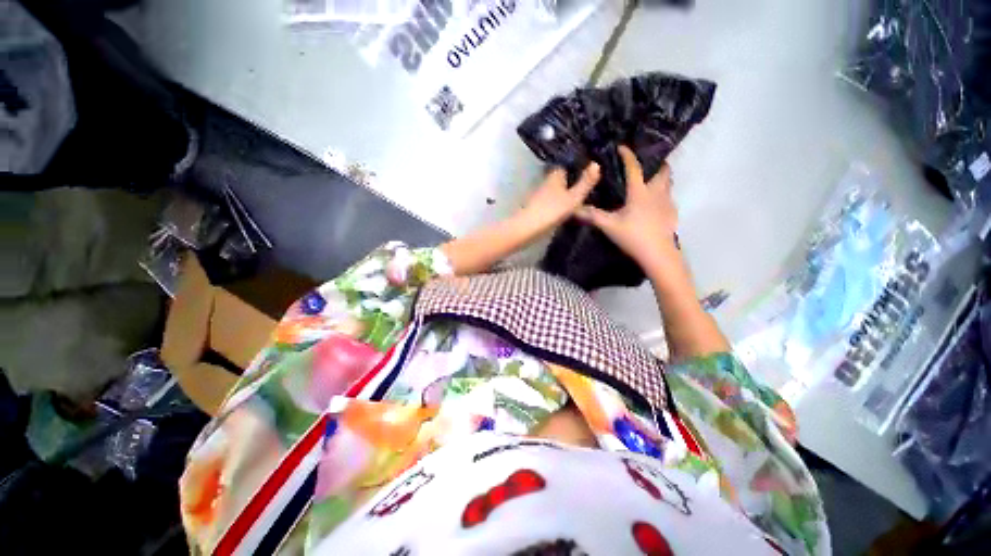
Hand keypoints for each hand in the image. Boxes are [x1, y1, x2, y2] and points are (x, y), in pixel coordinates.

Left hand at [520, 163, 600, 232]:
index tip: (589, 166)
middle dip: (571, 179)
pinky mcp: (536, 207)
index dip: (577, 165)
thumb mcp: (573, 198)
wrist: (527, 229)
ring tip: (580, 195)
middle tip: (588, 182)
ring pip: (556, 189)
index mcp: (555, 176)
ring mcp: (540, 195)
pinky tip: (566, 208)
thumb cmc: (551, 211)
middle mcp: (546, 182)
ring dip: (564, 191)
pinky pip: (551, 201)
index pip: (566, 164)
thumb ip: (585, 182)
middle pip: (561, 178)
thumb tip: (597, 163)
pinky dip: (558, 202)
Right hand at [576, 146, 678, 274]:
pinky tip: (654, 205)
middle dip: (656, 163)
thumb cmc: (633, 236)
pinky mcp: (672, 214)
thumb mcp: (609, 226)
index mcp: (639, 192)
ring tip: (650, 181)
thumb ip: (592, 216)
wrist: (658, 254)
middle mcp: (656, 192)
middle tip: (646, 163)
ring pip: (668, 183)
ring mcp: (667, 203)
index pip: (634, 168)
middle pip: (662, 170)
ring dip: (661, 178)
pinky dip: (663, 195)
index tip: (622, 147)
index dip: (628, 155)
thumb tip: (574, 209)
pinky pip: (669, 198)